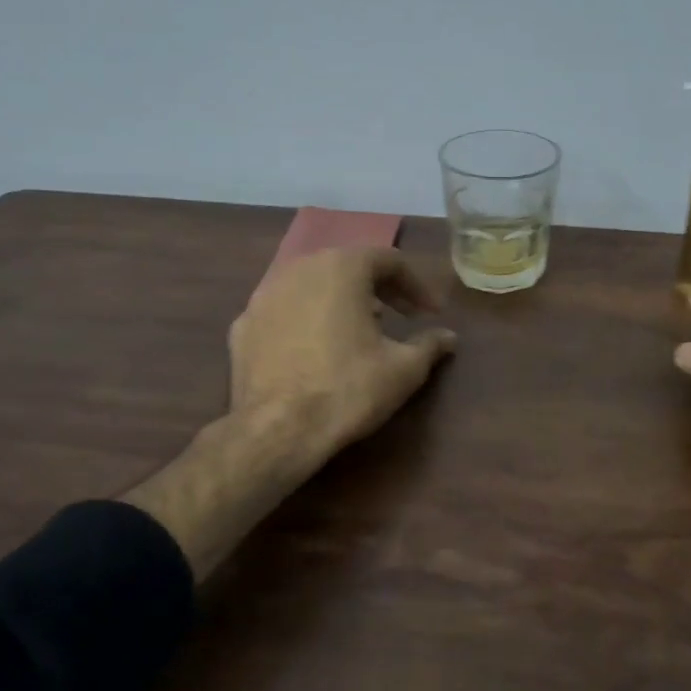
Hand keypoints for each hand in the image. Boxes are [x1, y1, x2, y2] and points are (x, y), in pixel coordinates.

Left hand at [125, 247, 454, 577]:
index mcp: (341, 268)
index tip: (431, 312)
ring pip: (312, 285)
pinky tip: (316, 350)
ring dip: (340, 301)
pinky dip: (306, 321)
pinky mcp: (242, 326)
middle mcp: (299, 269)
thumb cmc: (348, 389)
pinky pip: (284, 312)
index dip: (415, 285)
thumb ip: (429, 344)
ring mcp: (263, 296)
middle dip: (378, 288)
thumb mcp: (404, 369)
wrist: (276, 430)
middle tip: (399, 315)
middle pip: (347, 266)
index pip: (388, 260)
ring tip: (358, 330)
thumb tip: (448, 337)